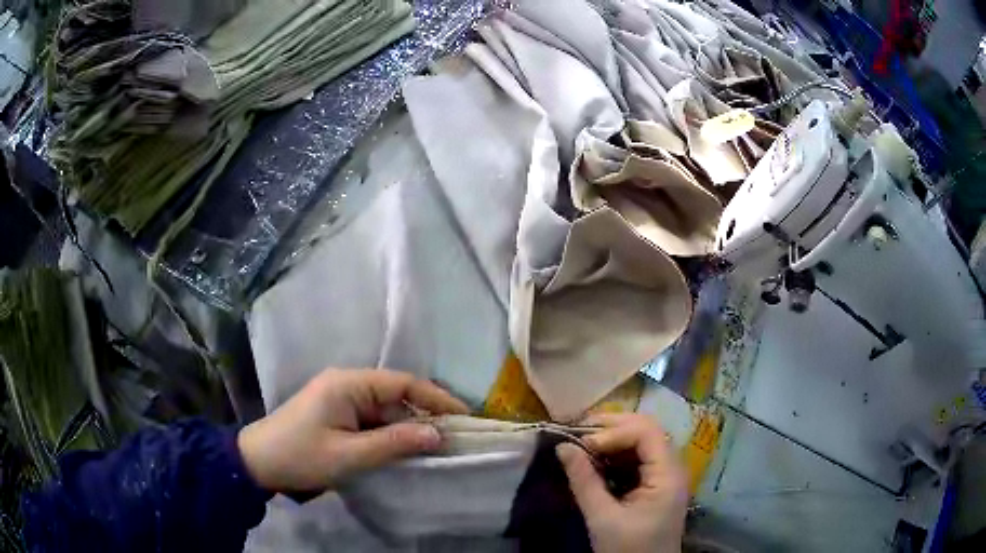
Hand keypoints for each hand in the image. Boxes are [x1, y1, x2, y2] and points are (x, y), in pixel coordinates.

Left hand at [238, 368, 468, 494]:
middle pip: (396, 396)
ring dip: (407, 428)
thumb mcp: (350, 455)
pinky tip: (404, 451)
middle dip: (424, 416)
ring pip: (385, 410)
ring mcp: (341, 399)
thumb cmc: (301, 456)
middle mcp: (347, 384)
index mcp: (348, 384)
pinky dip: (390, 435)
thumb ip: (395, 443)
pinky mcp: (337, 415)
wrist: (259, 463)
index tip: (464, 416)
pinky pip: (372, 421)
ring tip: (436, 448)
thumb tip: (438, 434)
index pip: (402, 383)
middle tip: (454, 439)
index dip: (436, 397)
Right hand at [557, 413, 687, 552]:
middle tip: (578, 431)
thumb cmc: (628, 549)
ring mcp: (667, 475)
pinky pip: (640, 457)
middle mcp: (673, 468)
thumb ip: (584, 481)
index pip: (646, 432)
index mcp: (668, 475)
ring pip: (644, 441)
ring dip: (614, 437)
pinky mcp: (658, 484)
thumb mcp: (603, 518)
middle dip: (612, 427)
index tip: (582, 445)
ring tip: (584, 442)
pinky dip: (618, 453)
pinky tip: (598, 458)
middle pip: (648, 430)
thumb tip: (562, 447)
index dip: (613, 431)